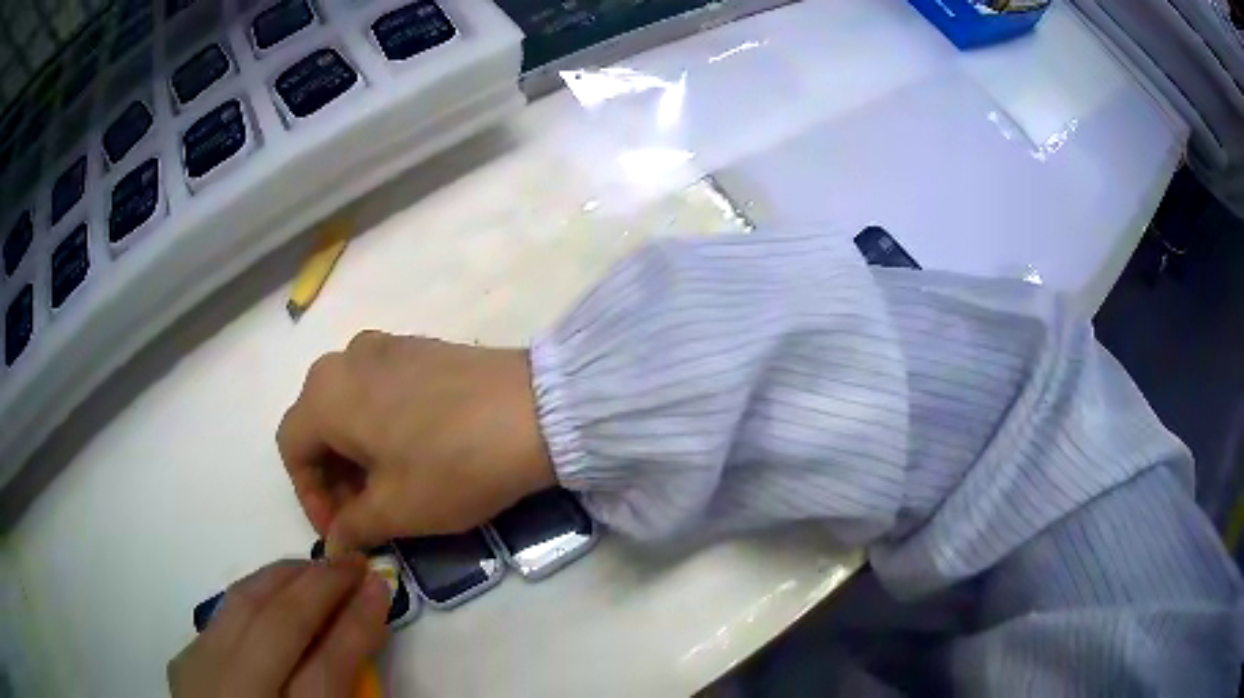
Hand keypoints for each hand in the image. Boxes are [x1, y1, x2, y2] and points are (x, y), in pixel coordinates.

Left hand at [168, 556, 389, 696]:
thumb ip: (344, 689)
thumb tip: (363, 627)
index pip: (328, 668)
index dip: (357, 624)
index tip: (381, 587)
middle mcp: (233, 692)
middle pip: (278, 624)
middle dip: (320, 585)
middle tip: (353, 561)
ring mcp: (198, 672)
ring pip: (240, 604)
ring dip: (283, 579)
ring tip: (316, 568)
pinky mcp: (181, 660)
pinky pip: (221, 616)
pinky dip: (252, 598)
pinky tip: (272, 596)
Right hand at [277, 333, 555, 551]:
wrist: (538, 412)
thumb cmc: (452, 465)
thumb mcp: (396, 509)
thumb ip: (352, 527)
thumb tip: (333, 544)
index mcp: (326, 393)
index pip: (292, 449)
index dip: (309, 497)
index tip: (341, 532)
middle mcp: (347, 357)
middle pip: (319, 424)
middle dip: (333, 478)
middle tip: (364, 517)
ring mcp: (387, 346)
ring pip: (350, 406)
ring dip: (356, 453)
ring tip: (388, 489)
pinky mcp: (422, 347)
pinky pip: (381, 390)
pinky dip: (381, 426)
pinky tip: (413, 454)